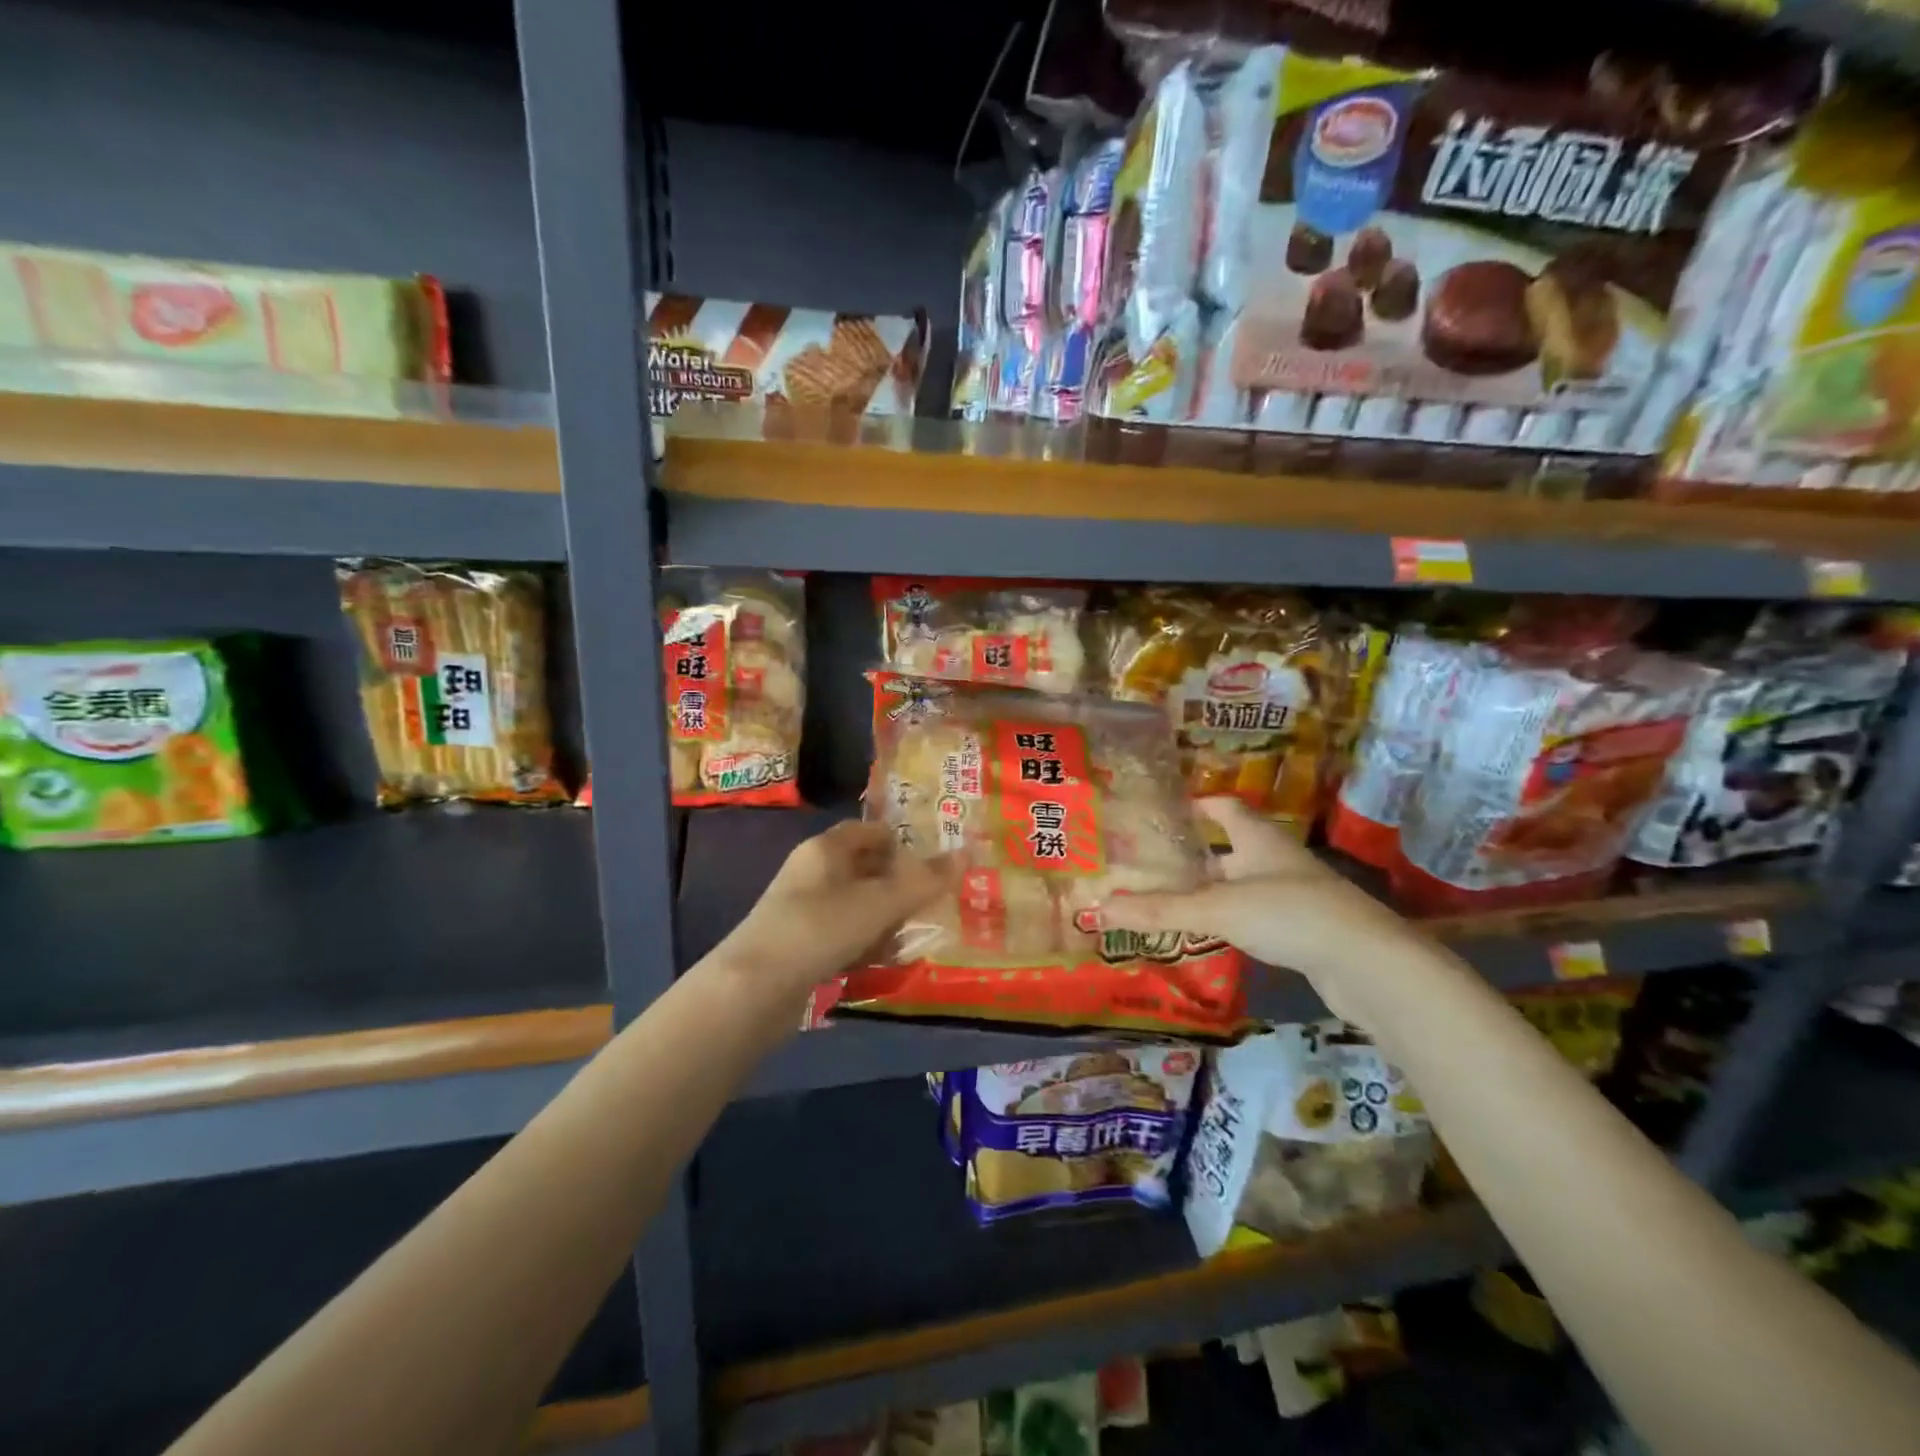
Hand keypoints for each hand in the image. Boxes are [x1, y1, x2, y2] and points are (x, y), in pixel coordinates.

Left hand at [710, 819, 954, 1011]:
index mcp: (825, 848)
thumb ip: (924, 881)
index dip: (903, 843)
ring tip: (910, 938)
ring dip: (884, 920)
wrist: (753, 988)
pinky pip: (842, 935)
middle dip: (899, 888)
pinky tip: (879, 962)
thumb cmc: (820, 928)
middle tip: (931, 905)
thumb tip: (966, 854)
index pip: (871, 831)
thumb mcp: (880, 903)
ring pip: (856, 905)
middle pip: (866, 870)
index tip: (934, 864)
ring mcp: (802, 910)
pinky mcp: (799, 944)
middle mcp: (812, 872)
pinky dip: (863, 944)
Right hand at [1096, 797, 1420, 1021]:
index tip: (1164, 812)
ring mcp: (1294, 893)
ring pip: (1243, 882)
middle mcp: (1276, 858)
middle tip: (1154, 862)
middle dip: (1196, 853)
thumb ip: (1160, 910)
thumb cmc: (1289, 913)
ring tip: (1172, 898)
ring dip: (1212, 888)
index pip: (1224, 806)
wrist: (1368, 963)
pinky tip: (1212, 934)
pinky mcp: (1304, 927)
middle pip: (1231, 846)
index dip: (1197, 805)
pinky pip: (1257, 913)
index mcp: (1258, 837)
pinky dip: (1232, 918)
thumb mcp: (1217, 908)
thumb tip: (1099, 908)